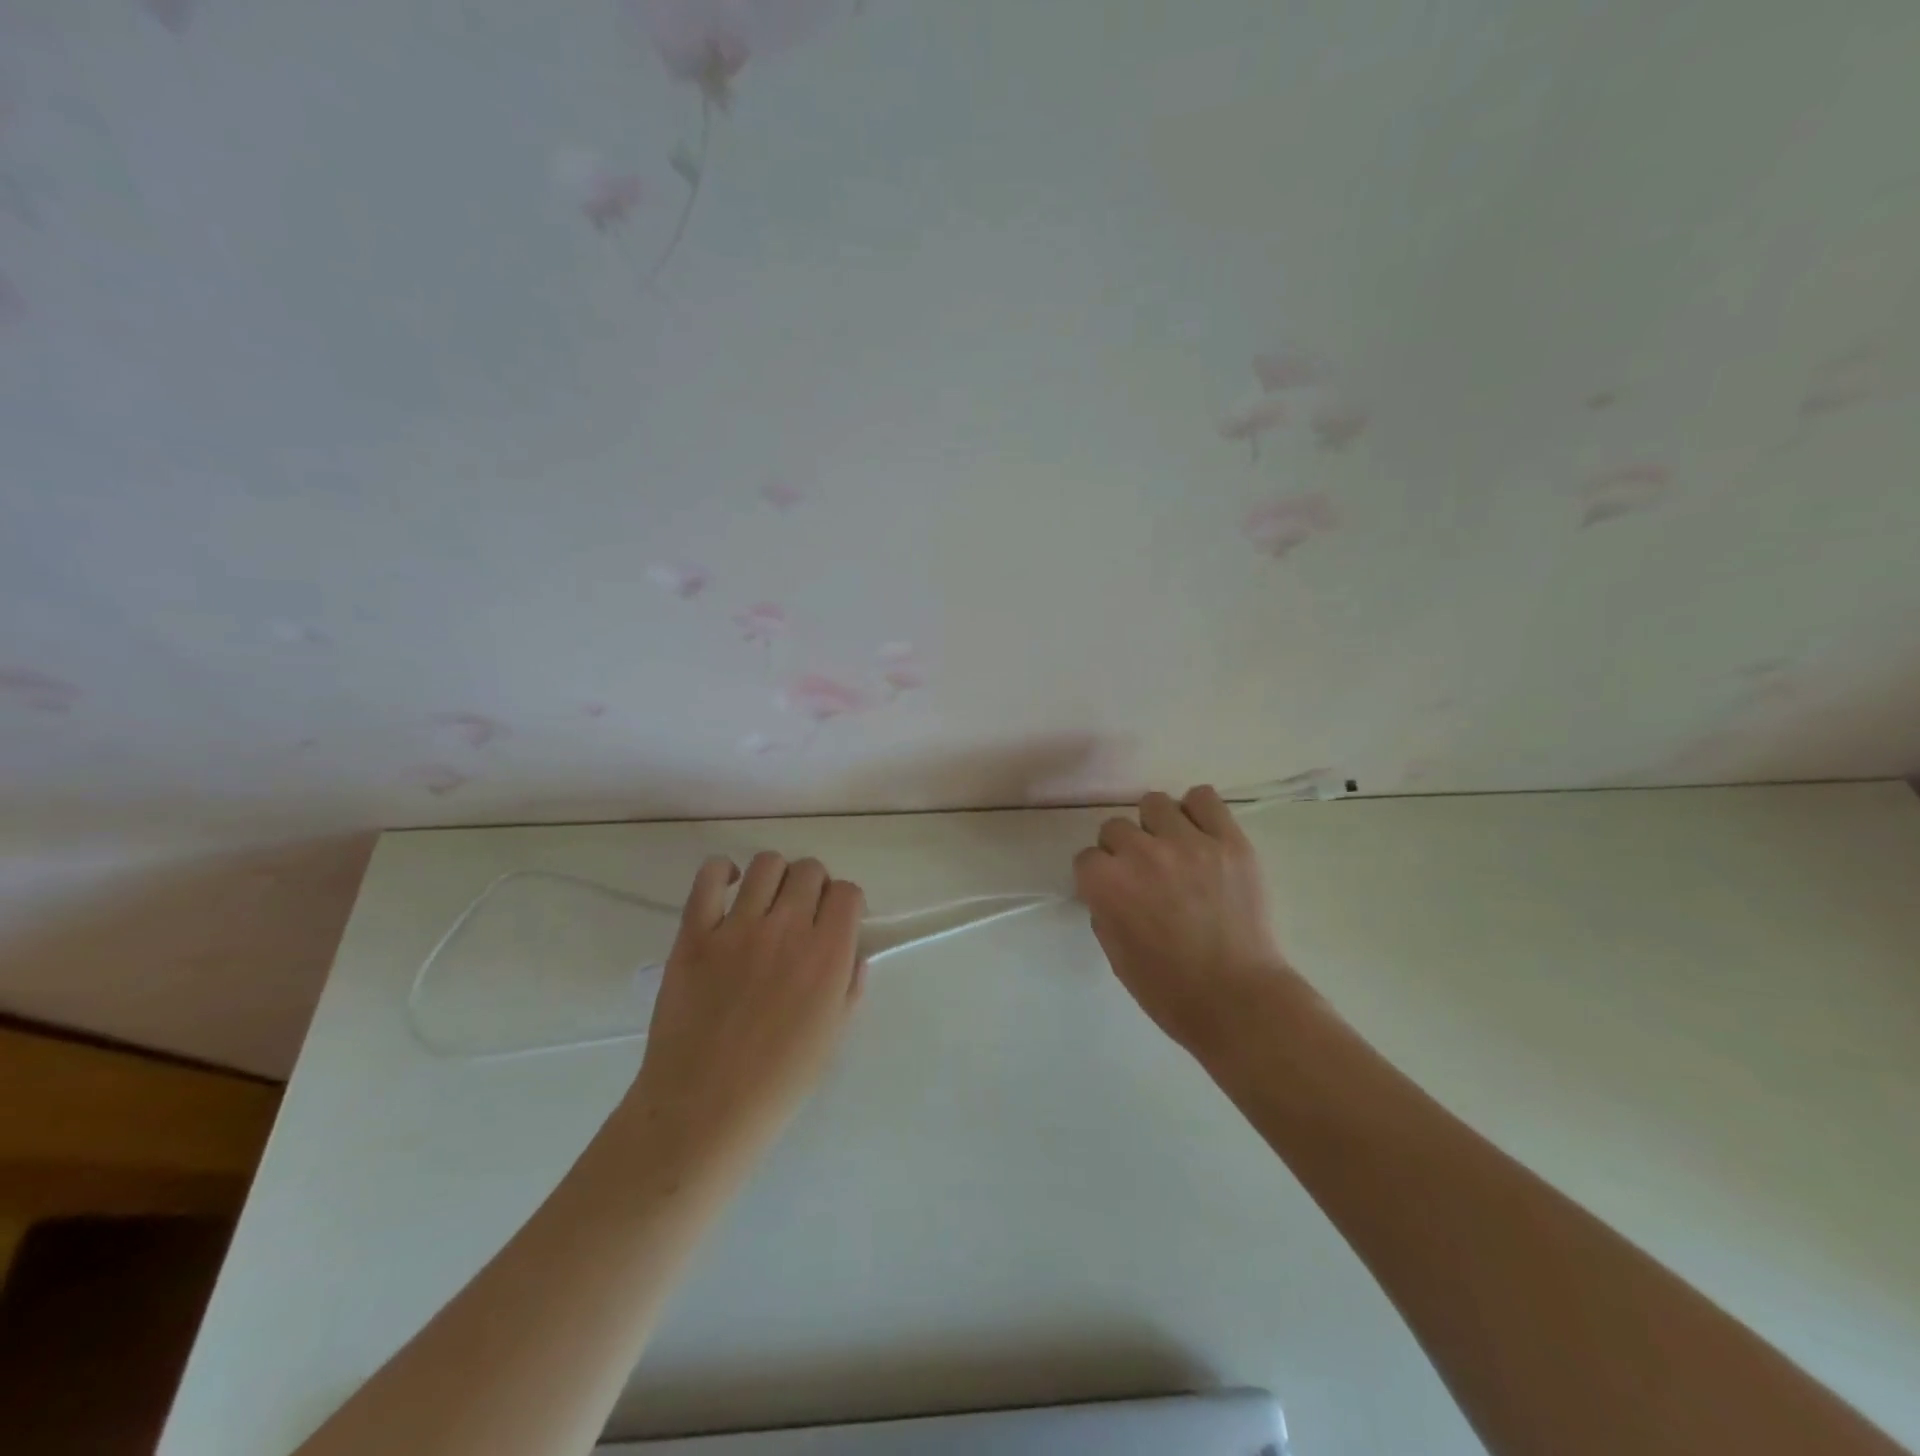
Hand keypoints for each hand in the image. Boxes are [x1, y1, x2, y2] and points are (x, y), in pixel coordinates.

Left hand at [628, 853, 865, 1169]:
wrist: (703, 1109)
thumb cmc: (778, 1082)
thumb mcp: (833, 1036)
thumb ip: (849, 986)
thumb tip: (852, 951)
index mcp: (827, 955)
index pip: (847, 892)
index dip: (845, 902)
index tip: (836, 921)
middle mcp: (787, 929)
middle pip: (810, 870)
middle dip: (813, 886)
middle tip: (802, 914)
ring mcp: (737, 927)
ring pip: (766, 864)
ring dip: (775, 876)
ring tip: (766, 902)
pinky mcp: (694, 933)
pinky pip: (708, 877)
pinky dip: (721, 871)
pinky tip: (728, 887)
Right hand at [1073, 785, 1304, 1059]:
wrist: (1238, 1000)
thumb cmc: (1169, 990)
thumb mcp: (1116, 954)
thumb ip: (1106, 911)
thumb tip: (1113, 891)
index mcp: (1107, 883)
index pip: (1087, 858)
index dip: (1100, 877)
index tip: (1114, 891)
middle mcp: (1141, 853)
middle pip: (1116, 827)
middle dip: (1124, 850)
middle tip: (1146, 875)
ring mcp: (1187, 842)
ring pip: (1155, 804)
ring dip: (1157, 826)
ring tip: (1175, 850)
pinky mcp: (1229, 841)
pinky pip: (1204, 798)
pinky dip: (1198, 811)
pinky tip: (1202, 834)